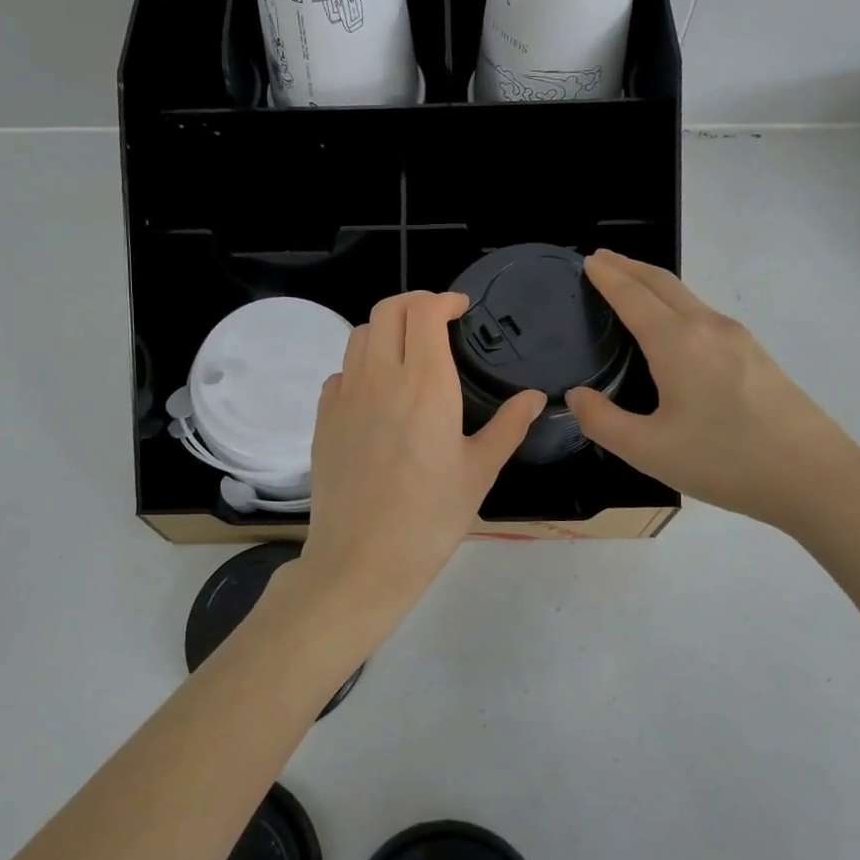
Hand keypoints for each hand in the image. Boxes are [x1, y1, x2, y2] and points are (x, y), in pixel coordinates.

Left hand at [299, 291, 544, 624]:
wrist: (362, 560)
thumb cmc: (431, 518)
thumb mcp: (480, 471)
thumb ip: (509, 426)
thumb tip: (536, 397)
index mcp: (425, 383)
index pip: (423, 311)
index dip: (443, 299)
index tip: (460, 309)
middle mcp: (380, 377)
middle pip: (388, 309)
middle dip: (414, 303)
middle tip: (437, 322)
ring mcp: (345, 396)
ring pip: (360, 335)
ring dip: (387, 330)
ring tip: (408, 353)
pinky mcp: (324, 419)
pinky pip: (341, 372)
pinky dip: (361, 366)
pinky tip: (378, 394)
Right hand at [566, 250, 859, 534]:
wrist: (816, 477)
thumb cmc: (725, 461)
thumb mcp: (648, 450)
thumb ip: (602, 421)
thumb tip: (577, 396)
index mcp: (678, 343)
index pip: (633, 296)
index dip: (607, 276)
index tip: (588, 261)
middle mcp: (708, 328)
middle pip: (663, 283)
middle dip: (629, 266)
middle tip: (602, 260)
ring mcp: (739, 338)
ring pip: (687, 297)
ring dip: (654, 284)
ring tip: (630, 287)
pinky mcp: (757, 355)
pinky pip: (705, 315)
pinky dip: (676, 304)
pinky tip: (672, 328)